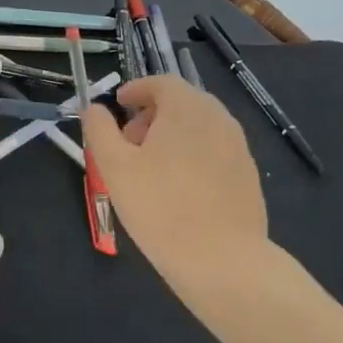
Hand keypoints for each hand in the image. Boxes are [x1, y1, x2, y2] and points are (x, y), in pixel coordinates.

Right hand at [82, 76, 272, 309]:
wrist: (223, 260)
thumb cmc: (160, 207)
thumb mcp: (114, 166)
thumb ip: (99, 130)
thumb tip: (94, 109)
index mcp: (186, 108)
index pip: (161, 82)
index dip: (137, 89)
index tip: (119, 105)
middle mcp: (218, 118)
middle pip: (182, 102)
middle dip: (152, 114)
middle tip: (128, 142)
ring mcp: (238, 147)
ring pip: (199, 127)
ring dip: (172, 135)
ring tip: (150, 169)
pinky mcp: (248, 175)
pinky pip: (214, 151)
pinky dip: (192, 155)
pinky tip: (178, 189)